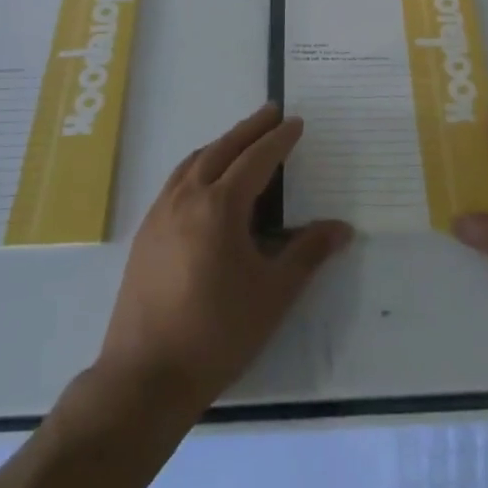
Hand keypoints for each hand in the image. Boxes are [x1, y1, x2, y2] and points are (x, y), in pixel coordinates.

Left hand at [98, 104, 352, 416]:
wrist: (145, 376)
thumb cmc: (218, 333)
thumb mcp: (273, 294)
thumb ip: (308, 253)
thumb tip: (342, 228)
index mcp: (219, 206)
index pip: (256, 159)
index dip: (279, 139)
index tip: (296, 122)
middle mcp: (186, 198)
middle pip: (222, 149)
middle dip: (249, 128)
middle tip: (271, 111)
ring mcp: (160, 214)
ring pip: (194, 161)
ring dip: (221, 144)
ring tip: (241, 140)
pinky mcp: (145, 233)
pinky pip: (177, 181)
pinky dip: (198, 165)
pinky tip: (205, 181)